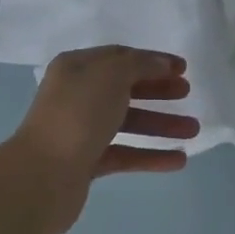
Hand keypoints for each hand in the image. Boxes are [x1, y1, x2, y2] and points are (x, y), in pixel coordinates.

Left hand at [0, 45, 198, 233]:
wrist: (41, 177)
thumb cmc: (77, 115)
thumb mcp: (111, 76)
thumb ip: (140, 65)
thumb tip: (161, 63)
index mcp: (77, 68)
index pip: (120, 57)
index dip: (152, 60)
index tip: (183, 68)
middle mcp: (77, 95)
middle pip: (125, 88)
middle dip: (158, 90)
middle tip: (187, 93)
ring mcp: (81, 130)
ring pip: (128, 122)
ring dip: (160, 124)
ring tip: (193, 130)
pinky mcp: (86, 163)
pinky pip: (125, 154)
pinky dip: (150, 155)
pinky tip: (179, 160)